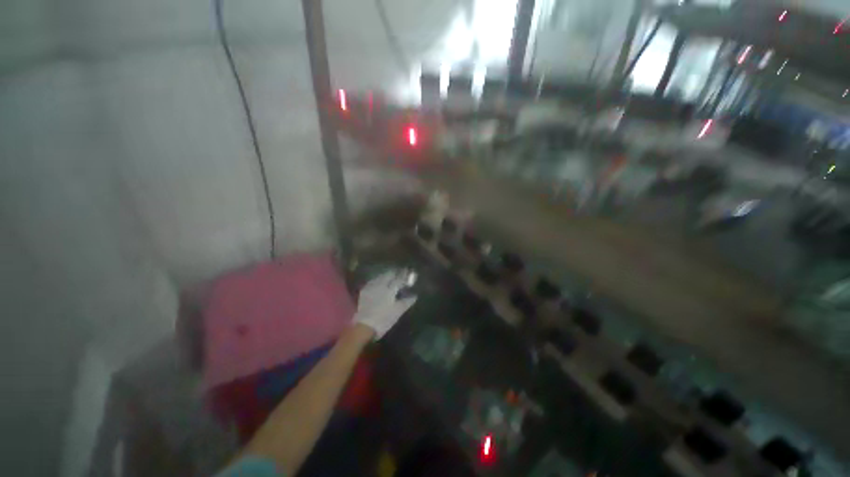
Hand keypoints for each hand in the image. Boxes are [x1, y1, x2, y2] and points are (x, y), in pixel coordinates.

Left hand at [353, 270, 416, 338]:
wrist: (364, 326)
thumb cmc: (383, 319)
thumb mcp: (397, 312)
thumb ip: (406, 302)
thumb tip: (414, 296)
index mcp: (390, 289)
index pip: (399, 278)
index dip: (404, 275)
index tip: (408, 272)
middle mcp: (380, 285)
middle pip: (388, 275)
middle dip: (394, 273)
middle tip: (398, 274)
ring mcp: (371, 287)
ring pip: (380, 276)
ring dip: (385, 275)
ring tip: (389, 277)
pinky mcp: (364, 292)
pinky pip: (372, 282)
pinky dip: (377, 280)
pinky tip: (378, 283)